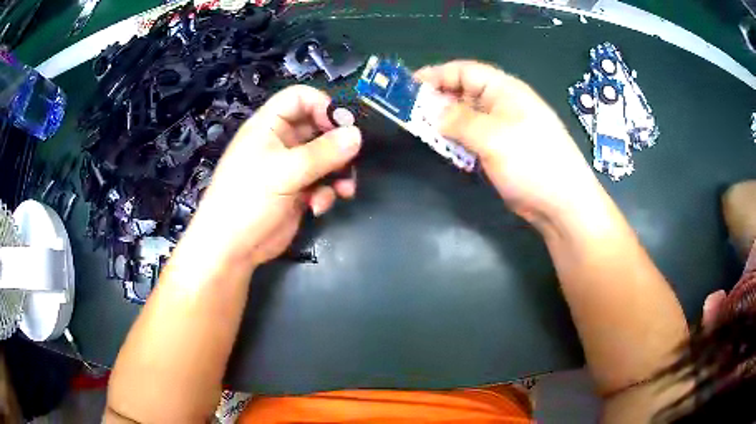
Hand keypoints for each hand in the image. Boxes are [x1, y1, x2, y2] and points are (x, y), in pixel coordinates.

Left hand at [187, 85, 360, 267]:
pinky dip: (326, 192)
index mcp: (269, 126)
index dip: (323, 105)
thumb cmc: (248, 200)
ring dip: (338, 171)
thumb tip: (357, 135)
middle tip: (352, 158)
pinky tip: (319, 207)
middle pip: (318, 127)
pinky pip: (322, 182)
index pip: (300, 98)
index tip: (343, 125)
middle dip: (337, 144)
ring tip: (345, 188)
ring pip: (325, 157)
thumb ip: (323, 153)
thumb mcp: (284, 172)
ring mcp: (290, 167)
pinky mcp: (297, 190)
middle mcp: (281, 142)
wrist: (232, 248)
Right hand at [415, 61, 599, 224]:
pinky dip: (457, 140)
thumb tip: (434, 113)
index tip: (409, 86)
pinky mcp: (502, 150)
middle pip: (464, 92)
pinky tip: (445, 148)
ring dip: (445, 122)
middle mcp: (503, 104)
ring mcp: (503, 128)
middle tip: (410, 112)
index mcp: (504, 90)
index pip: (465, 71)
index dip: (437, 75)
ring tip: (422, 130)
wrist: (562, 203)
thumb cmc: (532, 162)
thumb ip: (459, 121)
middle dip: (437, 99)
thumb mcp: (493, 137)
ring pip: (467, 117)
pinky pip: (473, 138)